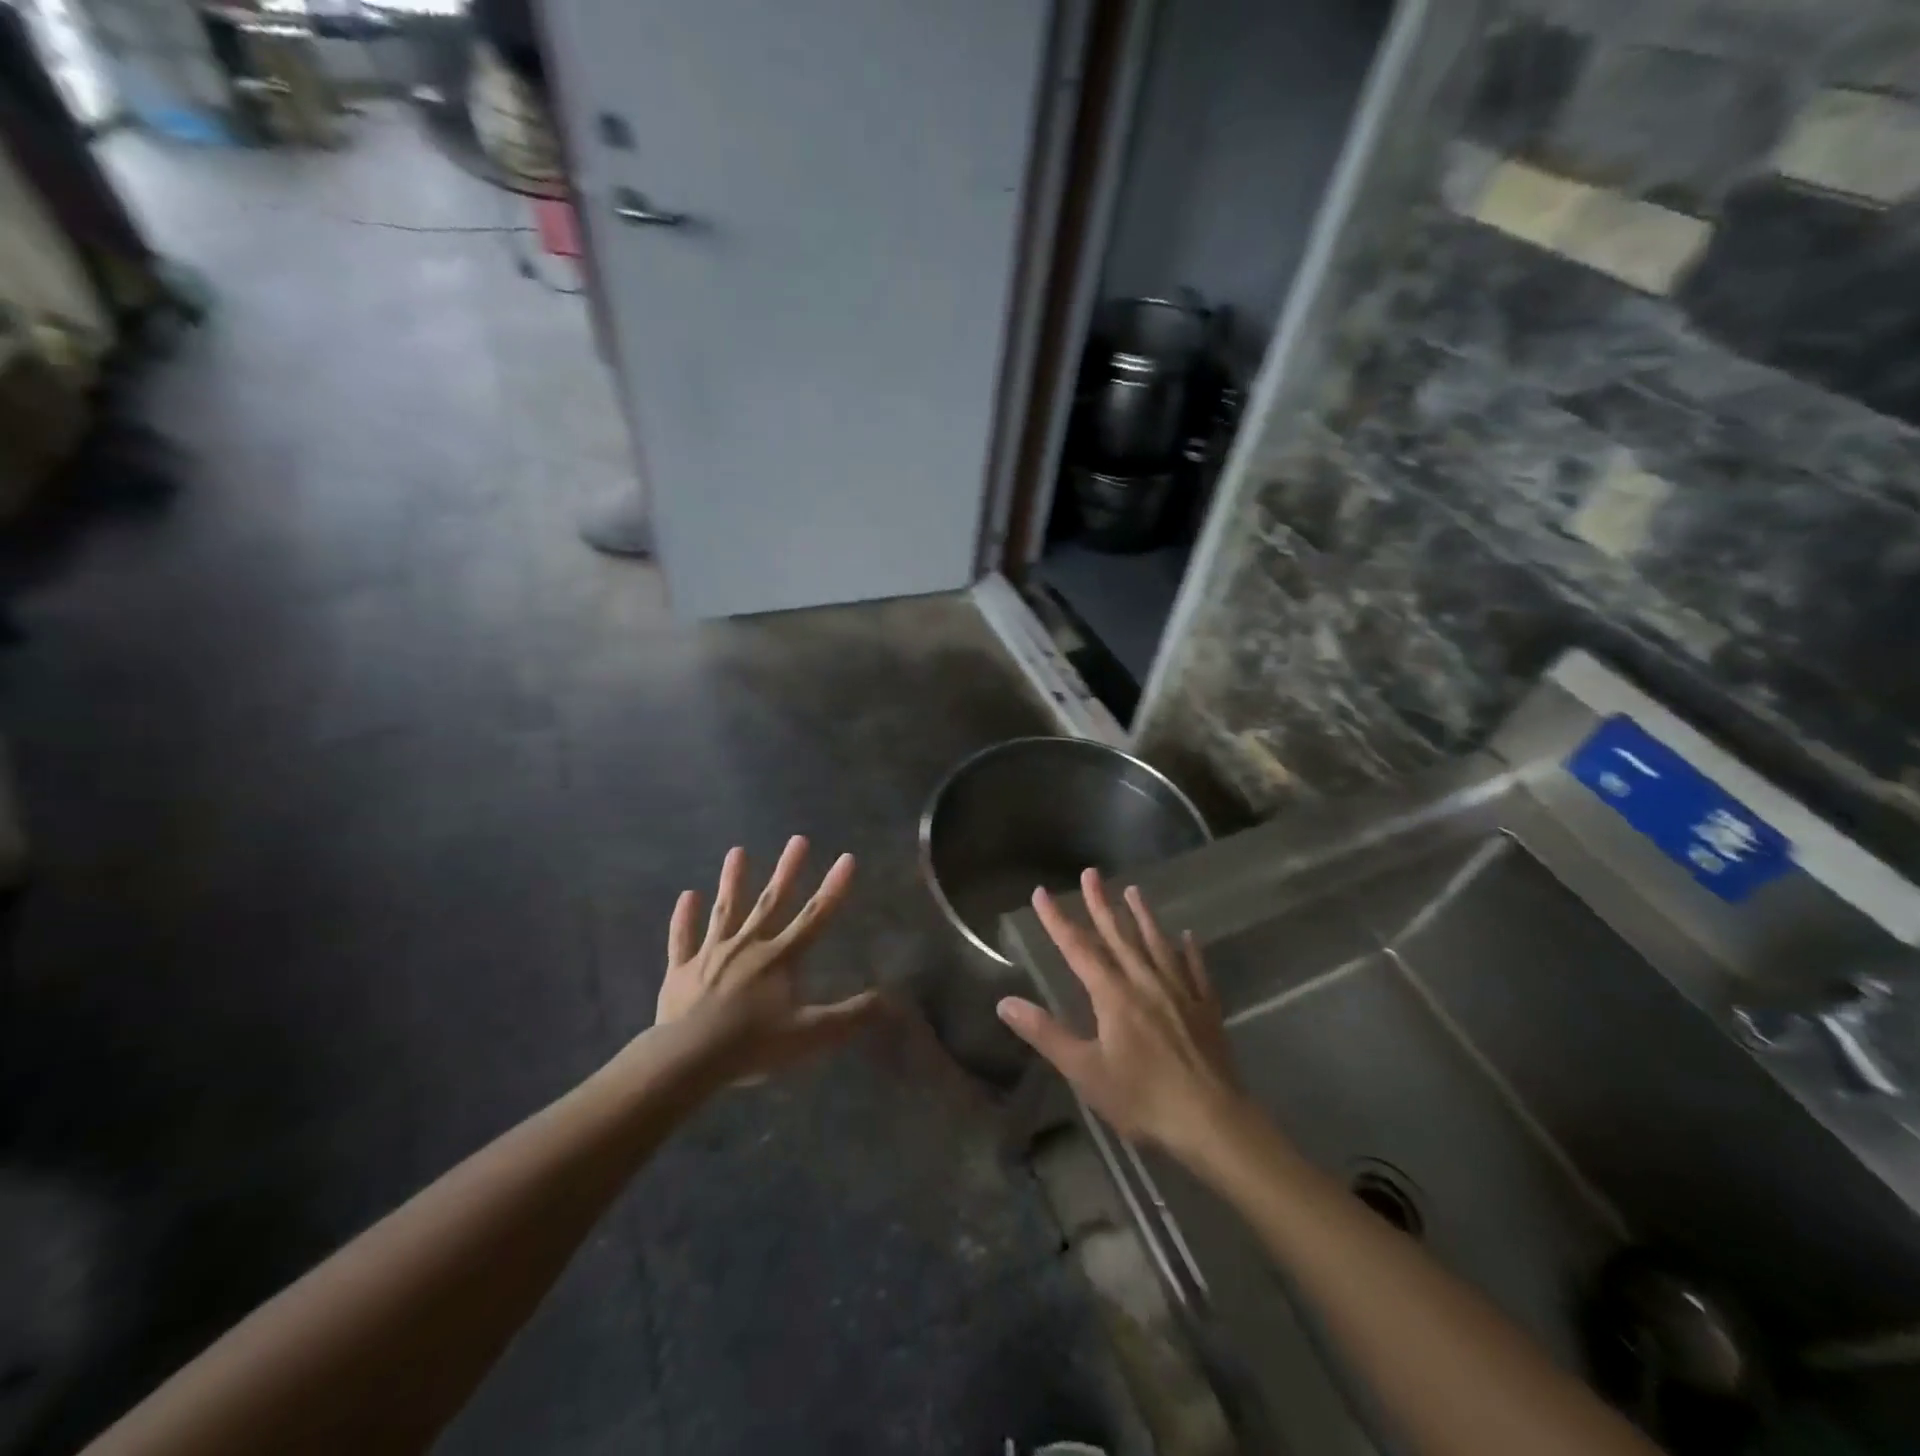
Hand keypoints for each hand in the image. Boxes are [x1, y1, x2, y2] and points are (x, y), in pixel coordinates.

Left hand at [654, 837, 880, 1081]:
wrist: (689, 1059)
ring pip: (725, 910)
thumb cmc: (754, 1045)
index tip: (847, 857)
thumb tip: (889, 999)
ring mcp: (712, 954)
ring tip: (737, 851)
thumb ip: (851, 1016)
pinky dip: (685, 917)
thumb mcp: (811, 1035)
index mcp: (780, 958)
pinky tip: (687, 895)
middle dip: (788, 870)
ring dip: (732, 881)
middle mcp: (748, 945)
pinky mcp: (681, 970)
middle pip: (771, 902)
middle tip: (798, 839)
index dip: (834, 888)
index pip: (815, 916)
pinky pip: (683, 938)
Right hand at [997, 869, 1242, 1157]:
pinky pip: (1196, 970)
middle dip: (1101, 904)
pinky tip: (1187, 937)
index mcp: (1113, 995)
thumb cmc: (1142, 1098)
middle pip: (1119, 936)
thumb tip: (1005, 1002)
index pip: (1078, 949)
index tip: (1041, 893)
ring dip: (1143, 917)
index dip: (1057, 920)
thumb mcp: (1084, 1070)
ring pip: (1157, 944)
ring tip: (1134, 890)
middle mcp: (1145, 982)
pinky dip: (1189, 951)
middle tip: (1091, 873)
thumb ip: (1046, 1033)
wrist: (1212, 1121)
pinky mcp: (1205, 1009)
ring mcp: (1179, 992)